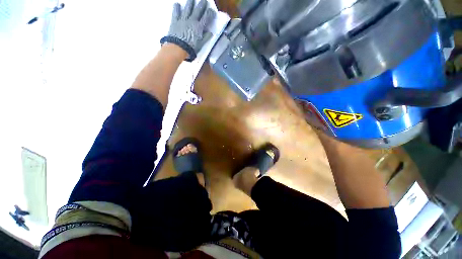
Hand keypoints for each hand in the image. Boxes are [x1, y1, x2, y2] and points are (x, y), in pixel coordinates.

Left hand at [161, 0, 215, 61]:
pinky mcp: (175, 21)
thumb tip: (211, 32)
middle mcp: (192, 21)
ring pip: (187, 8)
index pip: (206, 18)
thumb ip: (206, 37)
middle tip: (204, 0)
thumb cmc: (191, 48)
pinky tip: (177, 4)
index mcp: (199, 27)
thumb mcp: (200, 45)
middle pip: (198, 10)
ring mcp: (183, 19)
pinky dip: (177, 7)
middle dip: (201, 5)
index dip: (210, 13)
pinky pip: (176, 12)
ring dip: (190, 3)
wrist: (178, 48)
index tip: (212, 11)